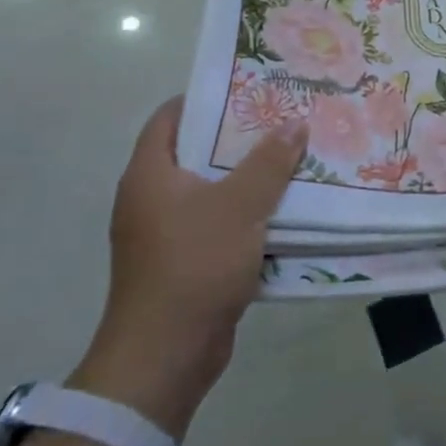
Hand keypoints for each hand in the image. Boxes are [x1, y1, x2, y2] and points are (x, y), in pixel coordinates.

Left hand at [69, 97, 306, 439]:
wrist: (165, 357)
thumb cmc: (195, 265)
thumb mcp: (240, 205)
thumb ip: (269, 161)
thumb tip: (294, 123)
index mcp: (150, 174)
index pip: (170, 116)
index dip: (206, 97)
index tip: (248, 88)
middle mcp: (150, 198)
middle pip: (195, 152)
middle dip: (239, 137)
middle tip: (282, 120)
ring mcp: (164, 233)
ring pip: (211, 190)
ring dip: (247, 177)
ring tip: (291, 157)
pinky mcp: (183, 262)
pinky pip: (217, 223)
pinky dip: (245, 213)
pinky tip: (282, 208)